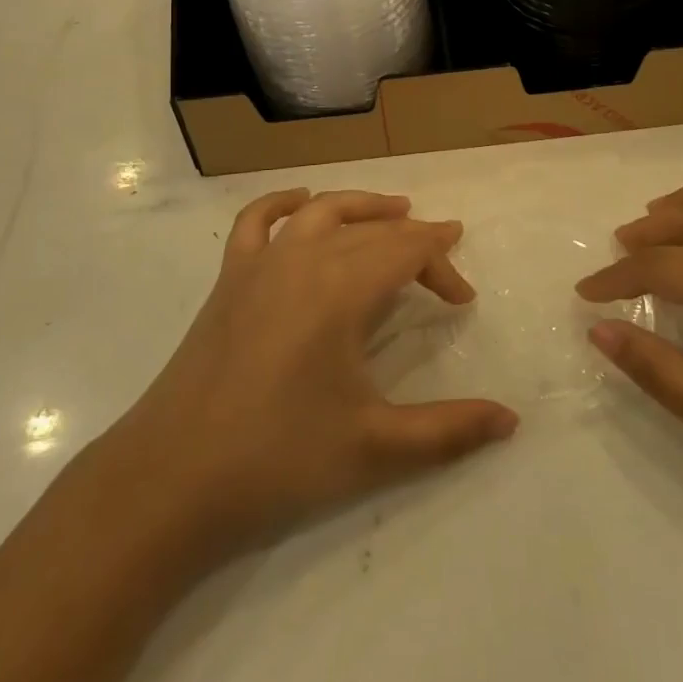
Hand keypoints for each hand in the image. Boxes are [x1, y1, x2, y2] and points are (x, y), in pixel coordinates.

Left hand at [81, 189, 517, 568]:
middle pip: (372, 230)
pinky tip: (302, 203)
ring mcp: (260, 263)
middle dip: (413, 240)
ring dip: (362, 206)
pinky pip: (257, 220)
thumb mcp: (375, 447)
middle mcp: (303, 259)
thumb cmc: (278, 458)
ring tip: (393, 211)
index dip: (441, 264)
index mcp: (341, 288)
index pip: (406, 251)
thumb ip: (449, 431)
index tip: (464, 297)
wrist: (171, 478)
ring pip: (321, 211)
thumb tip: (511, 421)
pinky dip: (284, 203)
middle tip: (442, 265)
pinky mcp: (228, 279)